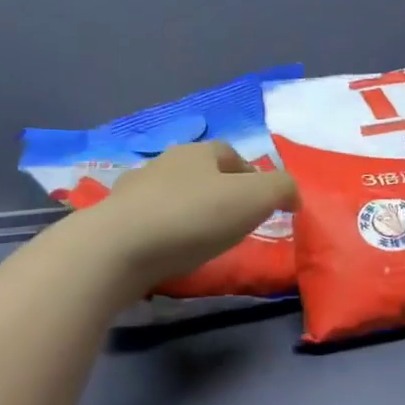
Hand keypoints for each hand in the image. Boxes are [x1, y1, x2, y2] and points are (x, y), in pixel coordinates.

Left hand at [90, 141, 296, 288]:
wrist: (116, 249)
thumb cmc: (193, 217)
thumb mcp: (255, 199)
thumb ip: (282, 189)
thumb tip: (292, 195)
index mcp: (198, 153)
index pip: (230, 154)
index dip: (250, 174)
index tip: (262, 202)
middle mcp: (163, 163)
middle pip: (199, 172)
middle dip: (218, 191)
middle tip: (234, 221)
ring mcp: (132, 191)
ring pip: (170, 195)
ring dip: (187, 210)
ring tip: (200, 239)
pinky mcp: (112, 221)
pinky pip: (147, 221)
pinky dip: (162, 231)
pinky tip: (168, 251)